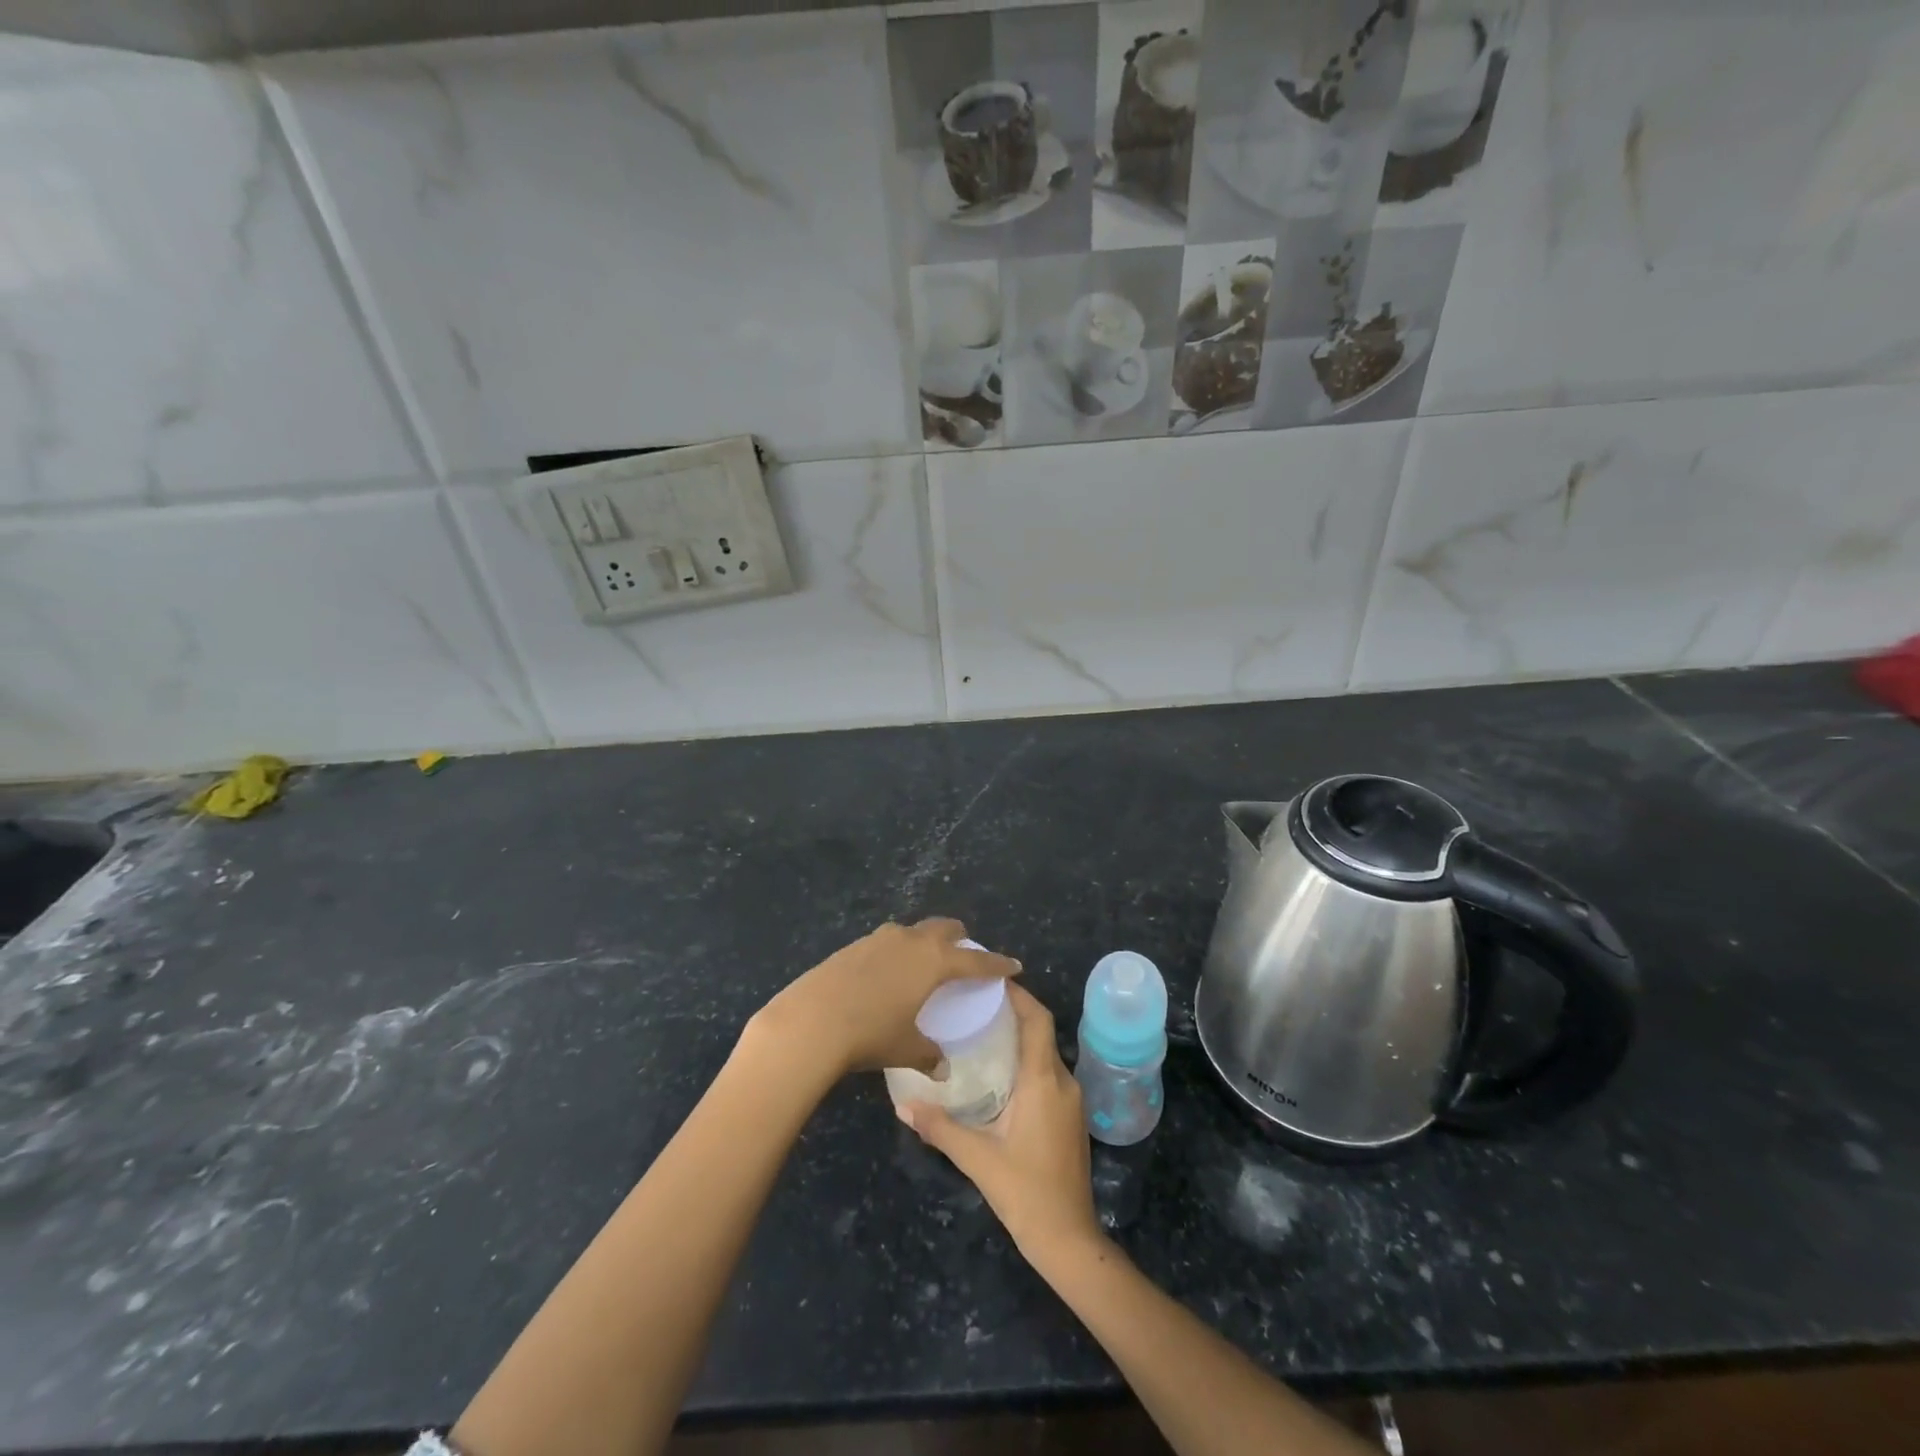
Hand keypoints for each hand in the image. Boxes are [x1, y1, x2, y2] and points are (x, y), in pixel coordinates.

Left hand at [749, 919, 1019, 1079]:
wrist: (811, 1020)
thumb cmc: (870, 1034)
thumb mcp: (905, 1048)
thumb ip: (928, 1055)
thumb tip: (941, 1068)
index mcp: (934, 961)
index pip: (975, 960)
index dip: (996, 964)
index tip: (1013, 965)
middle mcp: (911, 941)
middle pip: (945, 928)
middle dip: (960, 939)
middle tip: (966, 954)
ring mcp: (880, 938)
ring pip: (913, 931)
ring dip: (926, 942)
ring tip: (925, 964)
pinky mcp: (854, 945)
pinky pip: (887, 942)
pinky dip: (897, 952)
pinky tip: (888, 974)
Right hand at [900, 983, 1101, 1263]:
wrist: (1069, 1240)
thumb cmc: (1026, 1193)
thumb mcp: (978, 1159)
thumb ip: (940, 1128)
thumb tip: (902, 1105)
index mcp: (1044, 1081)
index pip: (1038, 1020)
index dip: (1019, 995)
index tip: (990, 980)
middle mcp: (1064, 1082)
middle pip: (1041, 1032)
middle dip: (1013, 1012)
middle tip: (974, 1004)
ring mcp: (1071, 1101)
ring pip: (1045, 1054)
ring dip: (1018, 1038)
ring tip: (980, 1032)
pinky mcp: (1070, 1118)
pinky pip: (1048, 1074)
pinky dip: (1025, 1061)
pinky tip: (997, 1073)